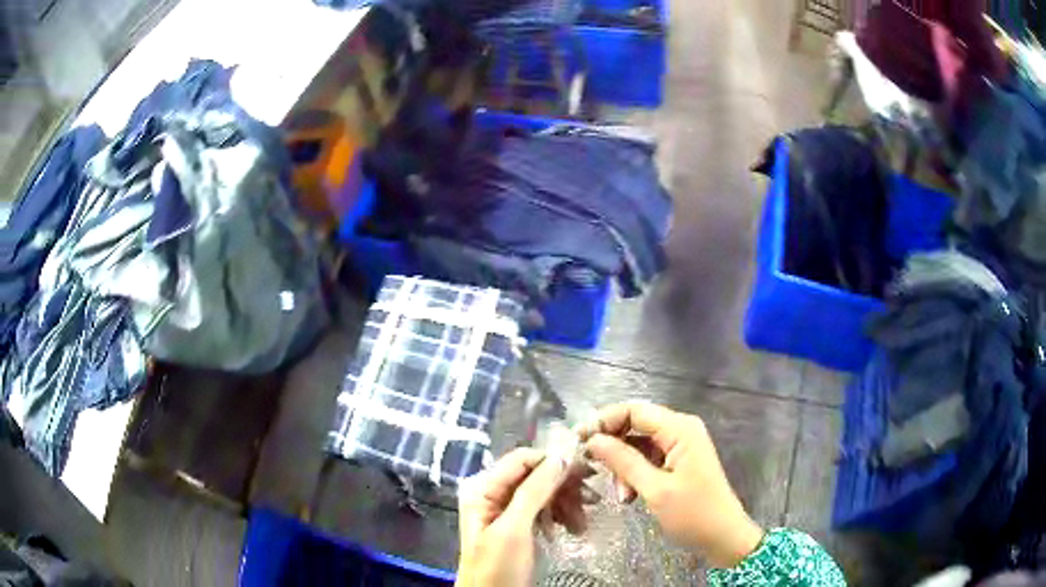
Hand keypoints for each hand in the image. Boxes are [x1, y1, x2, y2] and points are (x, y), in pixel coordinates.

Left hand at [456, 448, 594, 586]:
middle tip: (592, 500)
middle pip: (535, 475)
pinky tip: (572, 529)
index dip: (554, 462)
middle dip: (564, 487)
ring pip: (544, 493)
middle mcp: (492, 493)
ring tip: (582, 523)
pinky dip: (560, 516)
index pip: (523, 459)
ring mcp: (505, 510)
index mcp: (482, 488)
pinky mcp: (519, 526)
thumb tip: (562, 455)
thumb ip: (534, 491)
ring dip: (566, 504)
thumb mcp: (514, 530)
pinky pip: (544, 510)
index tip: (587, 472)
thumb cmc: (497, 568)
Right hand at [578, 402, 764, 568]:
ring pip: (638, 444)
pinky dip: (634, 474)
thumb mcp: (655, 489)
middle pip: (635, 425)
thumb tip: (592, 440)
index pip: (634, 410)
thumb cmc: (693, 514)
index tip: (578, 441)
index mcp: (680, 429)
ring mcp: (680, 445)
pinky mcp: (678, 461)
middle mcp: (680, 429)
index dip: (604, 420)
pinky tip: (630, 496)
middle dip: (613, 447)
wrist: (723, 537)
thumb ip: (623, 461)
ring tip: (621, 496)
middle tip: (594, 470)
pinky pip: (647, 458)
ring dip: (623, 467)